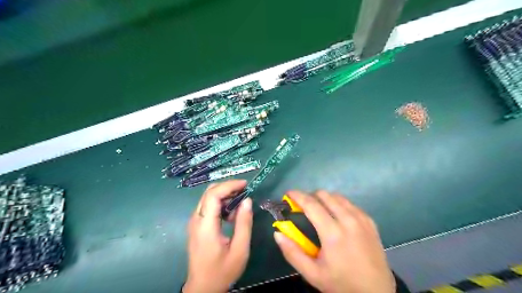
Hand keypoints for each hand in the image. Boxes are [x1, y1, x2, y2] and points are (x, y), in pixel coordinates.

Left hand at [183, 180, 252, 292]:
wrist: (202, 288)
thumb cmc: (222, 271)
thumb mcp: (240, 249)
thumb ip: (244, 223)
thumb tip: (247, 200)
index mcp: (205, 226)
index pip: (213, 195)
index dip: (229, 185)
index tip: (245, 184)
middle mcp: (196, 220)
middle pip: (208, 192)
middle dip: (227, 187)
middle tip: (244, 190)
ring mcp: (194, 222)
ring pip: (207, 198)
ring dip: (224, 195)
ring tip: (240, 202)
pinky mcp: (196, 226)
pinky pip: (207, 206)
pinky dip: (220, 203)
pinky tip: (231, 214)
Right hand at [275, 190, 393, 292]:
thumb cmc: (341, 283)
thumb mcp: (312, 274)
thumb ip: (292, 253)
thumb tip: (278, 233)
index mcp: (333, 233)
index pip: (311, 204)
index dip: (297, 195)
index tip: (288, 193)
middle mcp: (348, 220)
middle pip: (325, 195)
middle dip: (310, 196)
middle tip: (303, 207)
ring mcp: (361, 219)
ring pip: (338, 196)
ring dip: (324, 199)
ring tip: (318, 210)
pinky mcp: (370, 221)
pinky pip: (350, 203)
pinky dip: (338, 204)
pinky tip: (336, 216)